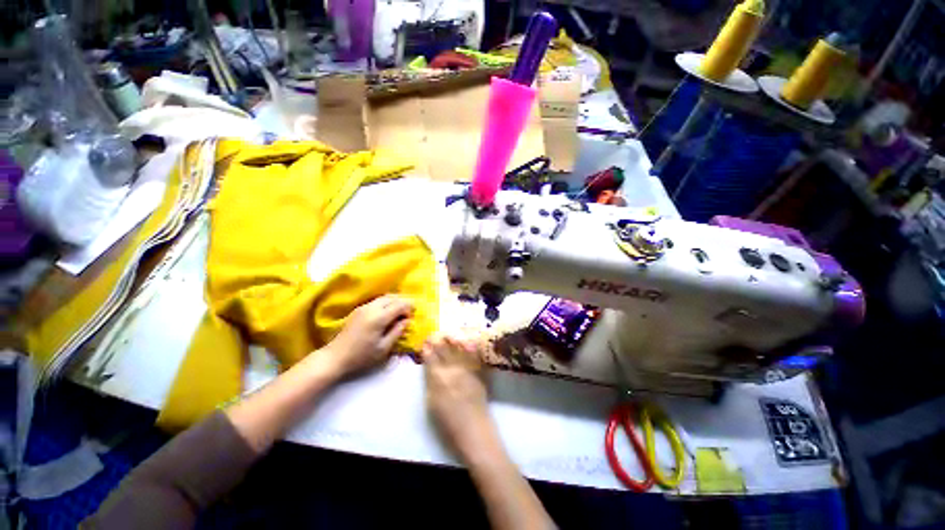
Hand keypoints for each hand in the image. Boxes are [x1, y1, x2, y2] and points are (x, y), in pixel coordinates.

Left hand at [319, 295, 413, 379]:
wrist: (335, 357)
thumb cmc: (361, 356)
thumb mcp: (383, 348)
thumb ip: (397, 332)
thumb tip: (407, 320)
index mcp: (379, 317)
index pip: (400, 305)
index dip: (409, 308)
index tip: (412, 317)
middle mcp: (372, 308)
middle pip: (393, 297)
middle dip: (404, 302)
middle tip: (409, 312)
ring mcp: (364, 307)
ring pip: (385, 297)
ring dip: (395, 301)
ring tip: (400, 312)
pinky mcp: (359, 309)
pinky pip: (377, 300)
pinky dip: (387, 302)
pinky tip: (388, 312)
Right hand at [421, 333, 492, 459]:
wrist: (473, 430)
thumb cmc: (448, 422)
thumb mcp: (431, 402)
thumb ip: (430, 381)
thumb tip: (429, 366)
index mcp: (438, 378)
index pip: (430, 357)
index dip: (427, 347)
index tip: (425, 341)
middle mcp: (452, 369)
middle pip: (444, 349)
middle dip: (438, 339)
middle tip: (435, 333)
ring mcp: (467, 369)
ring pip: (459, 347)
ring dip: (453, 338)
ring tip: (450, 333)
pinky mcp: (479, 371)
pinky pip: (474, 354)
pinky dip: (470, 345)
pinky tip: (468, 339)